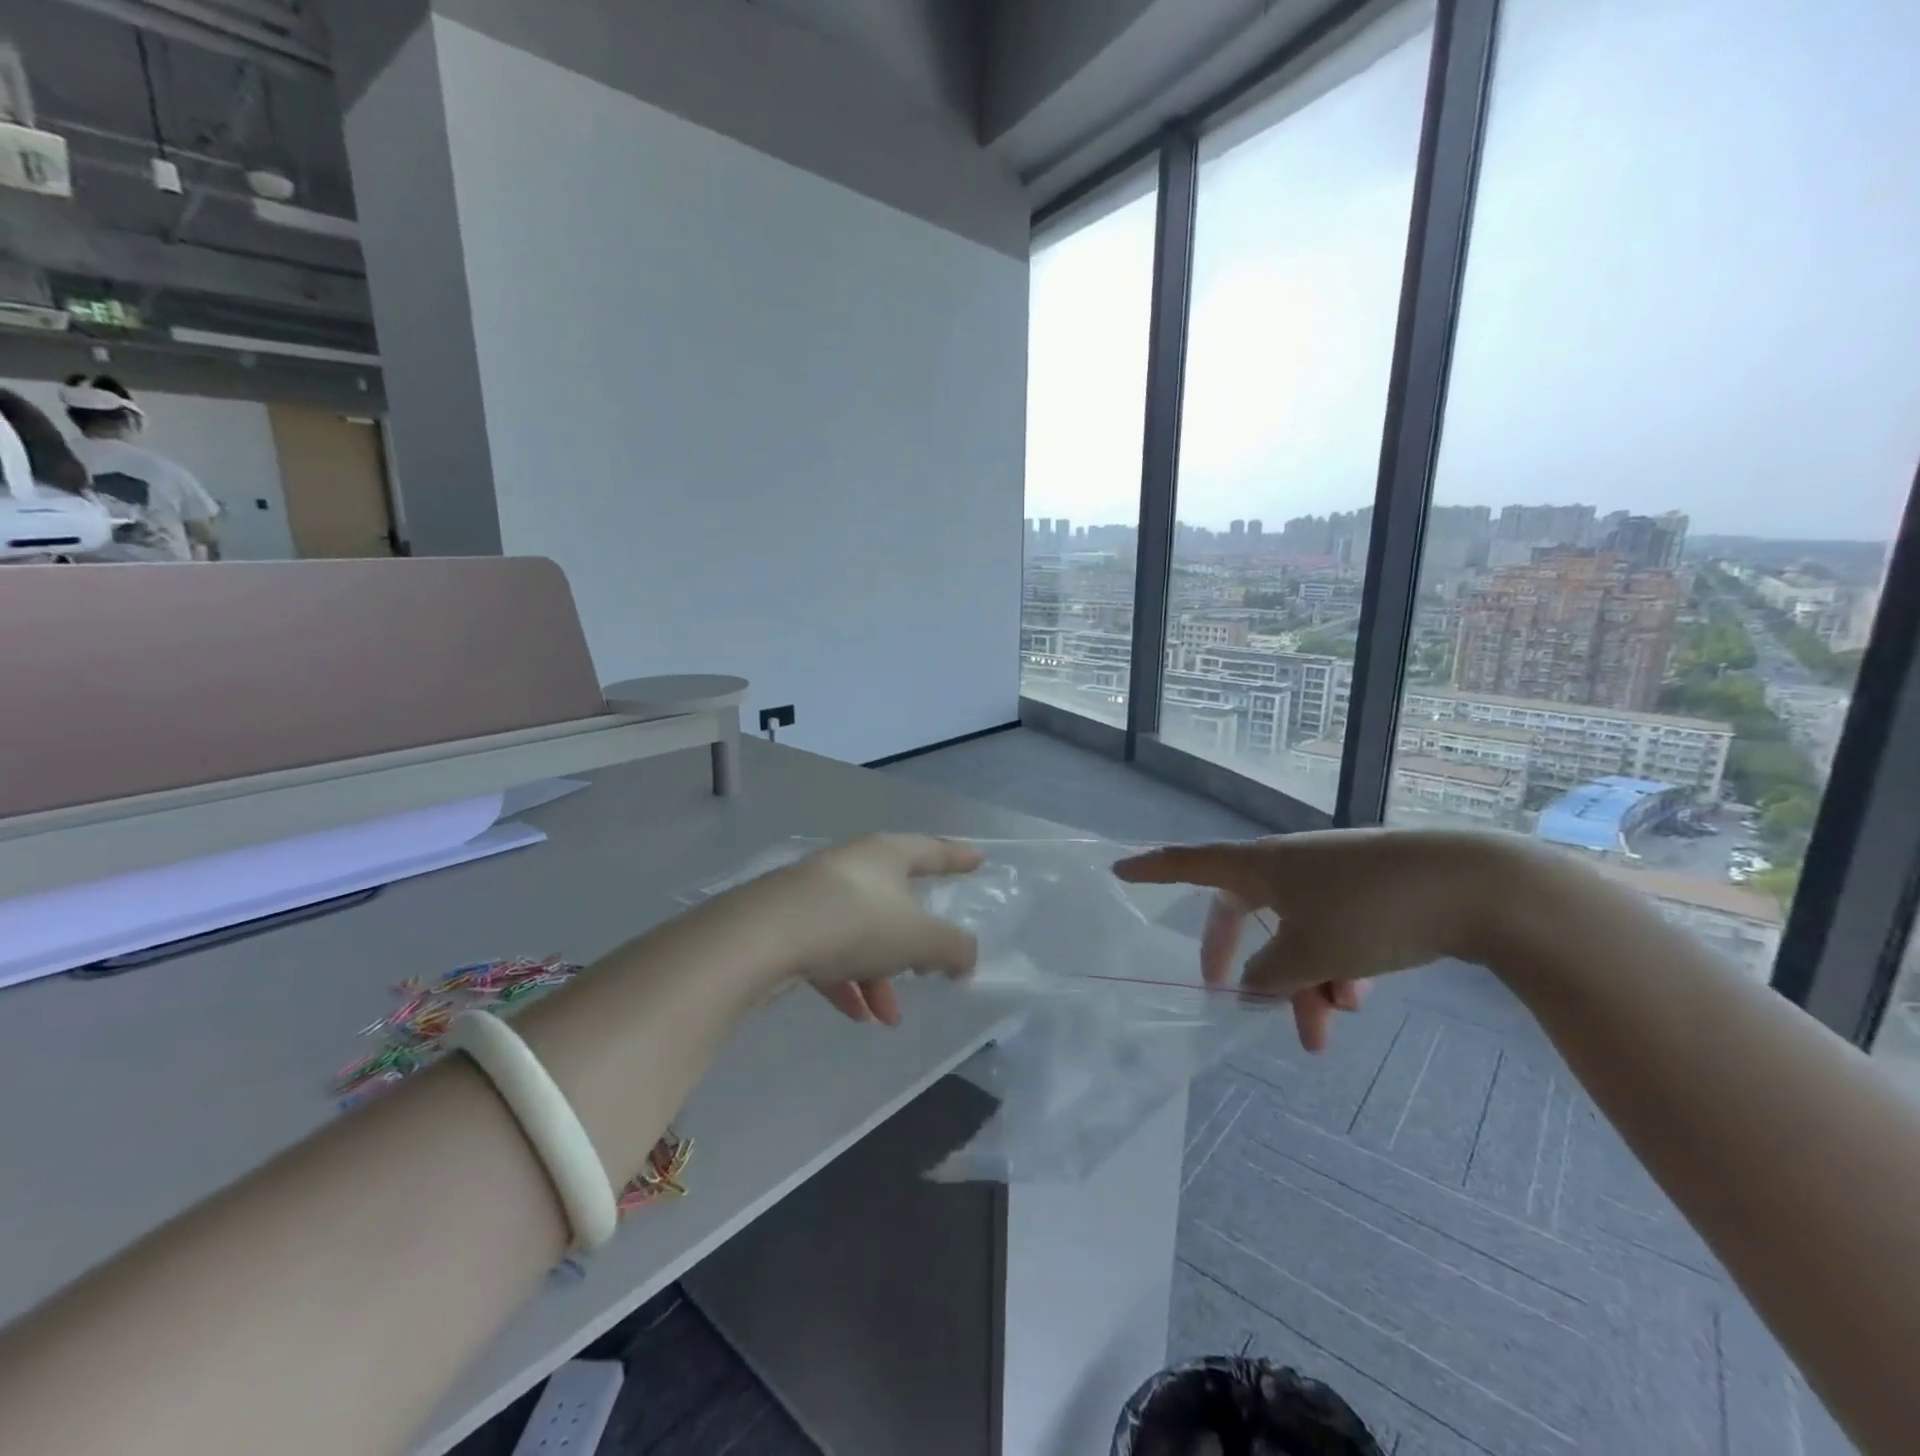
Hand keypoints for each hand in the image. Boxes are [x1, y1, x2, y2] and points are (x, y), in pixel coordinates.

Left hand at [754, 834, 983, 1025]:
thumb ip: (953, 948)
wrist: (763, 935)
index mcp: (887, 855)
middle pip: (895, 899)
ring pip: (862, 933)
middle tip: (930, 966)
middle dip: (915, 941)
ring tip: (889, 1016)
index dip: (958, 857)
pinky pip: (829, 951)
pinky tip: (856, 1015)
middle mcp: (852, 866)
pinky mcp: (788, 922)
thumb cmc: (855, 922)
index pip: (932, 850)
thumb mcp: (919, 938)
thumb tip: (965, 960)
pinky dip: (847, 981)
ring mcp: (816, 894)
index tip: (978, 859)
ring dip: (880, 975)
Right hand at [1115, 829, 1518, 1050]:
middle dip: (1243, 963)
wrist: (1476, 886)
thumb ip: (1267, 975)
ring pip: (1297, 933)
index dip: (1152, 870)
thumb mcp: (1308, 953)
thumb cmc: (1371, 911)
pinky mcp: (1370, 891)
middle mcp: (1289, 865)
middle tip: (1233, 1000)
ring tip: (1329, 1027)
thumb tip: (1252, 986)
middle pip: (1246, 913)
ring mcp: (1331, 877)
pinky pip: (1333, 931)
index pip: (1189, 864)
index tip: (1119, 872)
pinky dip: (1336, 966)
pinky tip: (1361, 998)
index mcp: (1262, 866)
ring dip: (1304, 980)